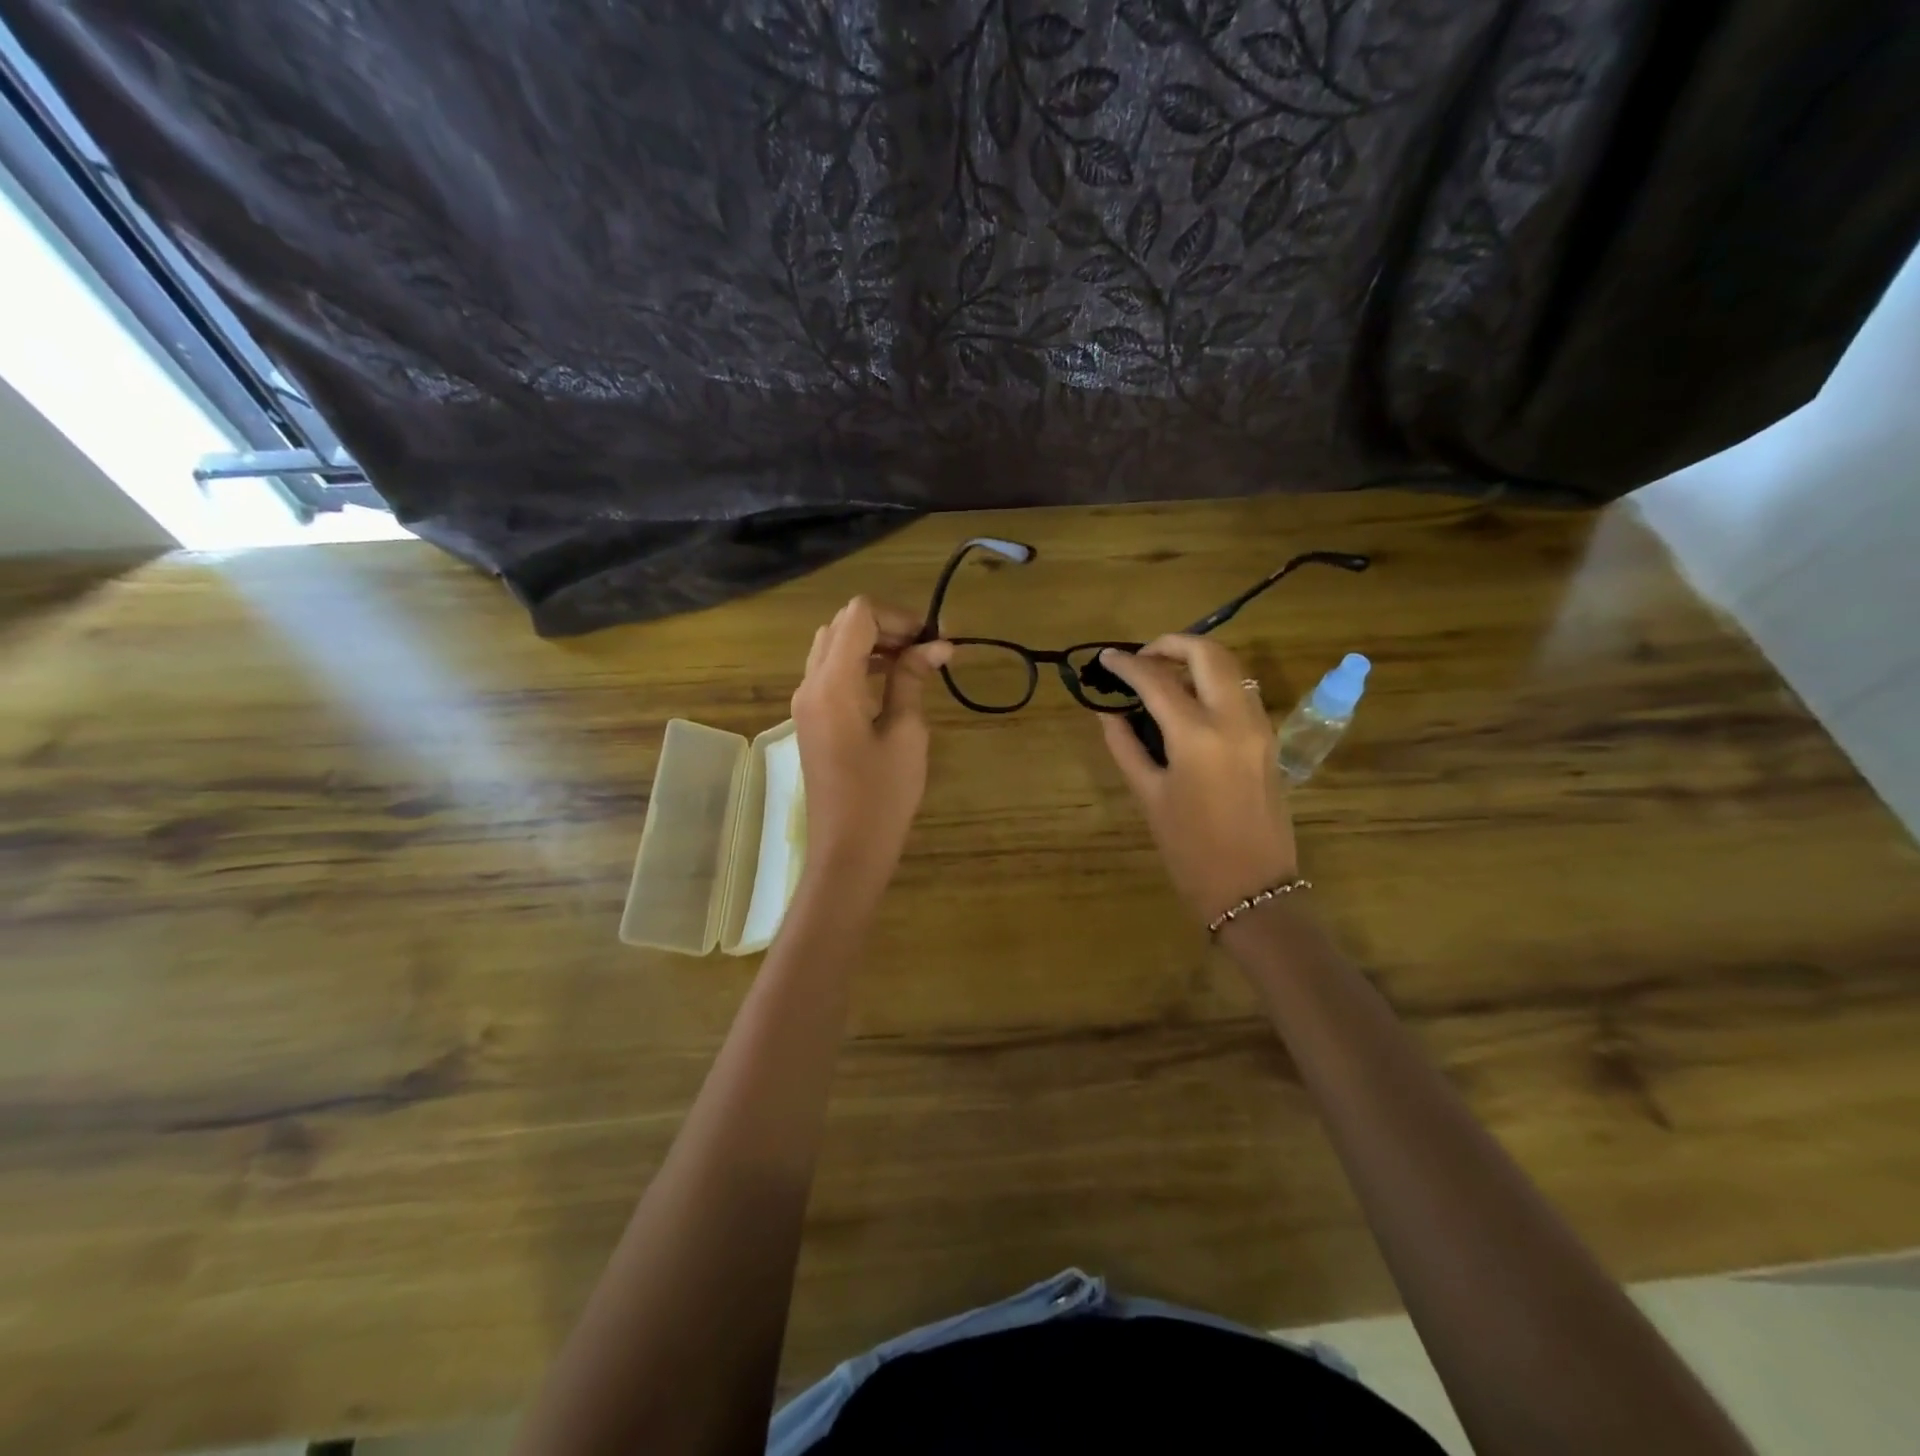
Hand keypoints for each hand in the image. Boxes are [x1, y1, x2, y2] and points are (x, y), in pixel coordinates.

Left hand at [790, 597, 951, 892]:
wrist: (847, 850)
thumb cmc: (883, 796)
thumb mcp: (906, 733)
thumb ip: (912, 680)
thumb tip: (936, 646)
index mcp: (832, 684)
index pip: (858, 616)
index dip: (898, 617)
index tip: (933, 639)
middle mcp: (810, 685)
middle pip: (842, 626)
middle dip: (885, 627)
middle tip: (926, 650)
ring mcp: (805, 703)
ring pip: (832, 647)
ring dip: (871, 644)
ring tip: (913, 664)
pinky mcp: (810, 719)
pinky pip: (829, 673)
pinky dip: (858, 665)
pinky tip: (889, 684)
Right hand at [1097, 636, 1298, 927]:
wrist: (1251, 888)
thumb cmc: (1190, 849)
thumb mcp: (1149, 796)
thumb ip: (1125, 746)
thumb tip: (1107, 713)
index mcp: (1197, 735)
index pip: (1157, 680)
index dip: (1127, 665)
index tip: (1105, 658)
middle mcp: (1234, 719)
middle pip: (1207, 653)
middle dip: (1171, 644)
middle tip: (1141, 658)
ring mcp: (1259, 726)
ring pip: (1232, 666)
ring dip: (1197, 658)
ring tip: (1164, 674)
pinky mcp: (1270, 738)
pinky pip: (1243, 690)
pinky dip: (1215, 679)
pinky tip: (1191, 698)